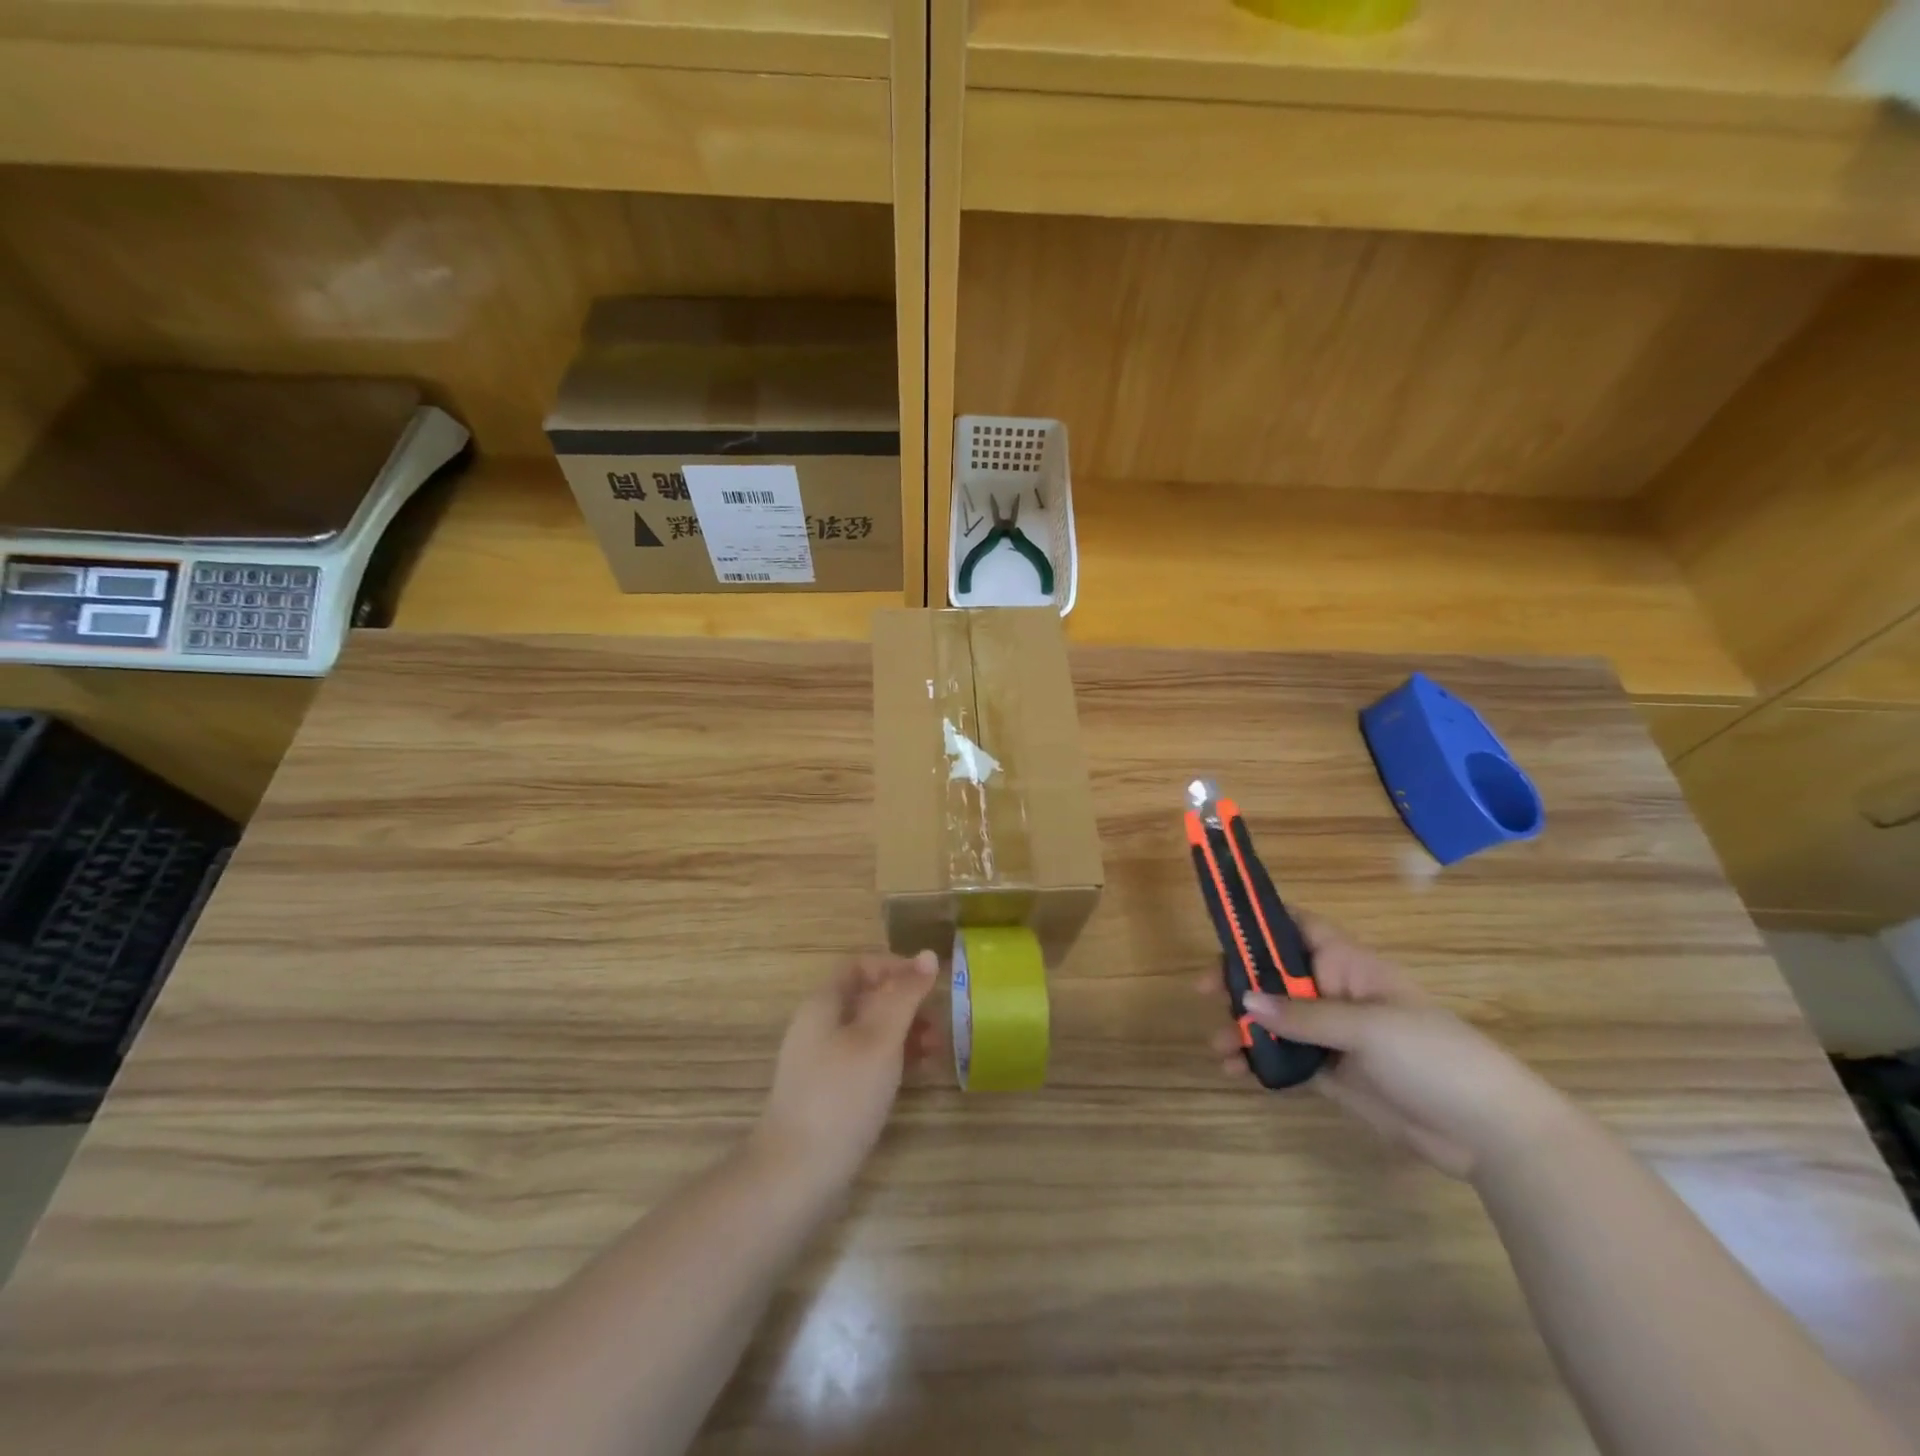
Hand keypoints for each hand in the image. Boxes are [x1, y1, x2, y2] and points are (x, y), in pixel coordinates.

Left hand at [754, 952, 940, 1191]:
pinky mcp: (829, 1095)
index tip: (931, 984)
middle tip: (940, 1025)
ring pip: (869, 1032)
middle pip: (867, 998)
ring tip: (937, 1051)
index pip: (862, 966)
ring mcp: (821, 1063)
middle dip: (906, 1004)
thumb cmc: (842, 1096)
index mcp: (823, 1004)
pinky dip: (893, 1060)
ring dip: (904, 1034)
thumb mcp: (880, 1039)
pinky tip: (915, 1076)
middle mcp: (818, 1027)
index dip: (897, 968)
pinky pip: (865, 1061)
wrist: (796, 1175)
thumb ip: (905, 995)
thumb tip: (928, 955)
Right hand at [1202, 914, 1569, 1178]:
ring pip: (1274, 1020)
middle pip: (1274, 976)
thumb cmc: (1433, 1055)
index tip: (1223, 929)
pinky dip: (1259, 1062)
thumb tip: (1245, 1000)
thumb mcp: (1367, 1028)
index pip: (1298, 928)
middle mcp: (1333, 993)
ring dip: (1243, 1028)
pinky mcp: (1332, 1074)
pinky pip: (1285, 1059)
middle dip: (1237, 982)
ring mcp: (1332, 1035)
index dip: (1261, 922)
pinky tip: (1237, 1071)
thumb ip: (1304, 1016)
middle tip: (1202, 992)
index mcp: (1347, 965)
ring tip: (1217, 1048)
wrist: (1486, 1131)